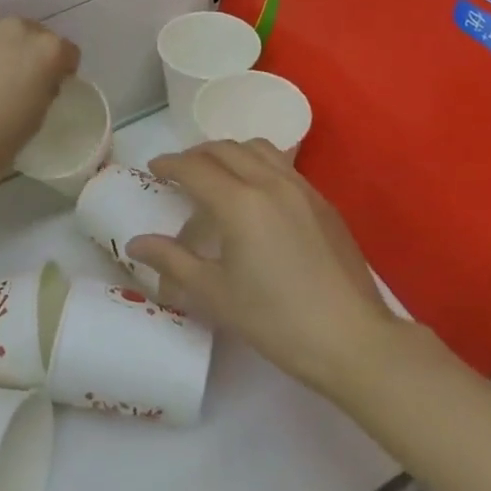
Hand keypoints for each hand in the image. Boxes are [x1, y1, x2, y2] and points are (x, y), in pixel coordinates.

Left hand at [0, 15, 79, 178]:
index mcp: (48, 50)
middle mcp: (19, 28)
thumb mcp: (38, 116)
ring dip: (0, 48)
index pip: (67, 51)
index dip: (61, 69)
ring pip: (1, 33)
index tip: (50, 84)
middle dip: (30, 53)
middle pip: (34, 35)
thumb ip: (45, 88)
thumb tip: (39, 80)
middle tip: (15, 80)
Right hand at [129, 141, 395, 394]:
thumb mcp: (215, 294)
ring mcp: (302, 189)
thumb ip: (172, 261)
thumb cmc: (276, 320)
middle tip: (180, 172)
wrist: (353, 340)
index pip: (194, 168)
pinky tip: (256, 194)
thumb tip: (136, 243)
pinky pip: (283, 165)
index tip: (153, 169)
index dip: (169, 164)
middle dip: (196, 155)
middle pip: (225, 149)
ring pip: (258, 149)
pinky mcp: (323, 202)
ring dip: (229, 153)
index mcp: (239, 203)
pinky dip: (258, 164)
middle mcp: (270, 183)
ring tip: (217, 175)